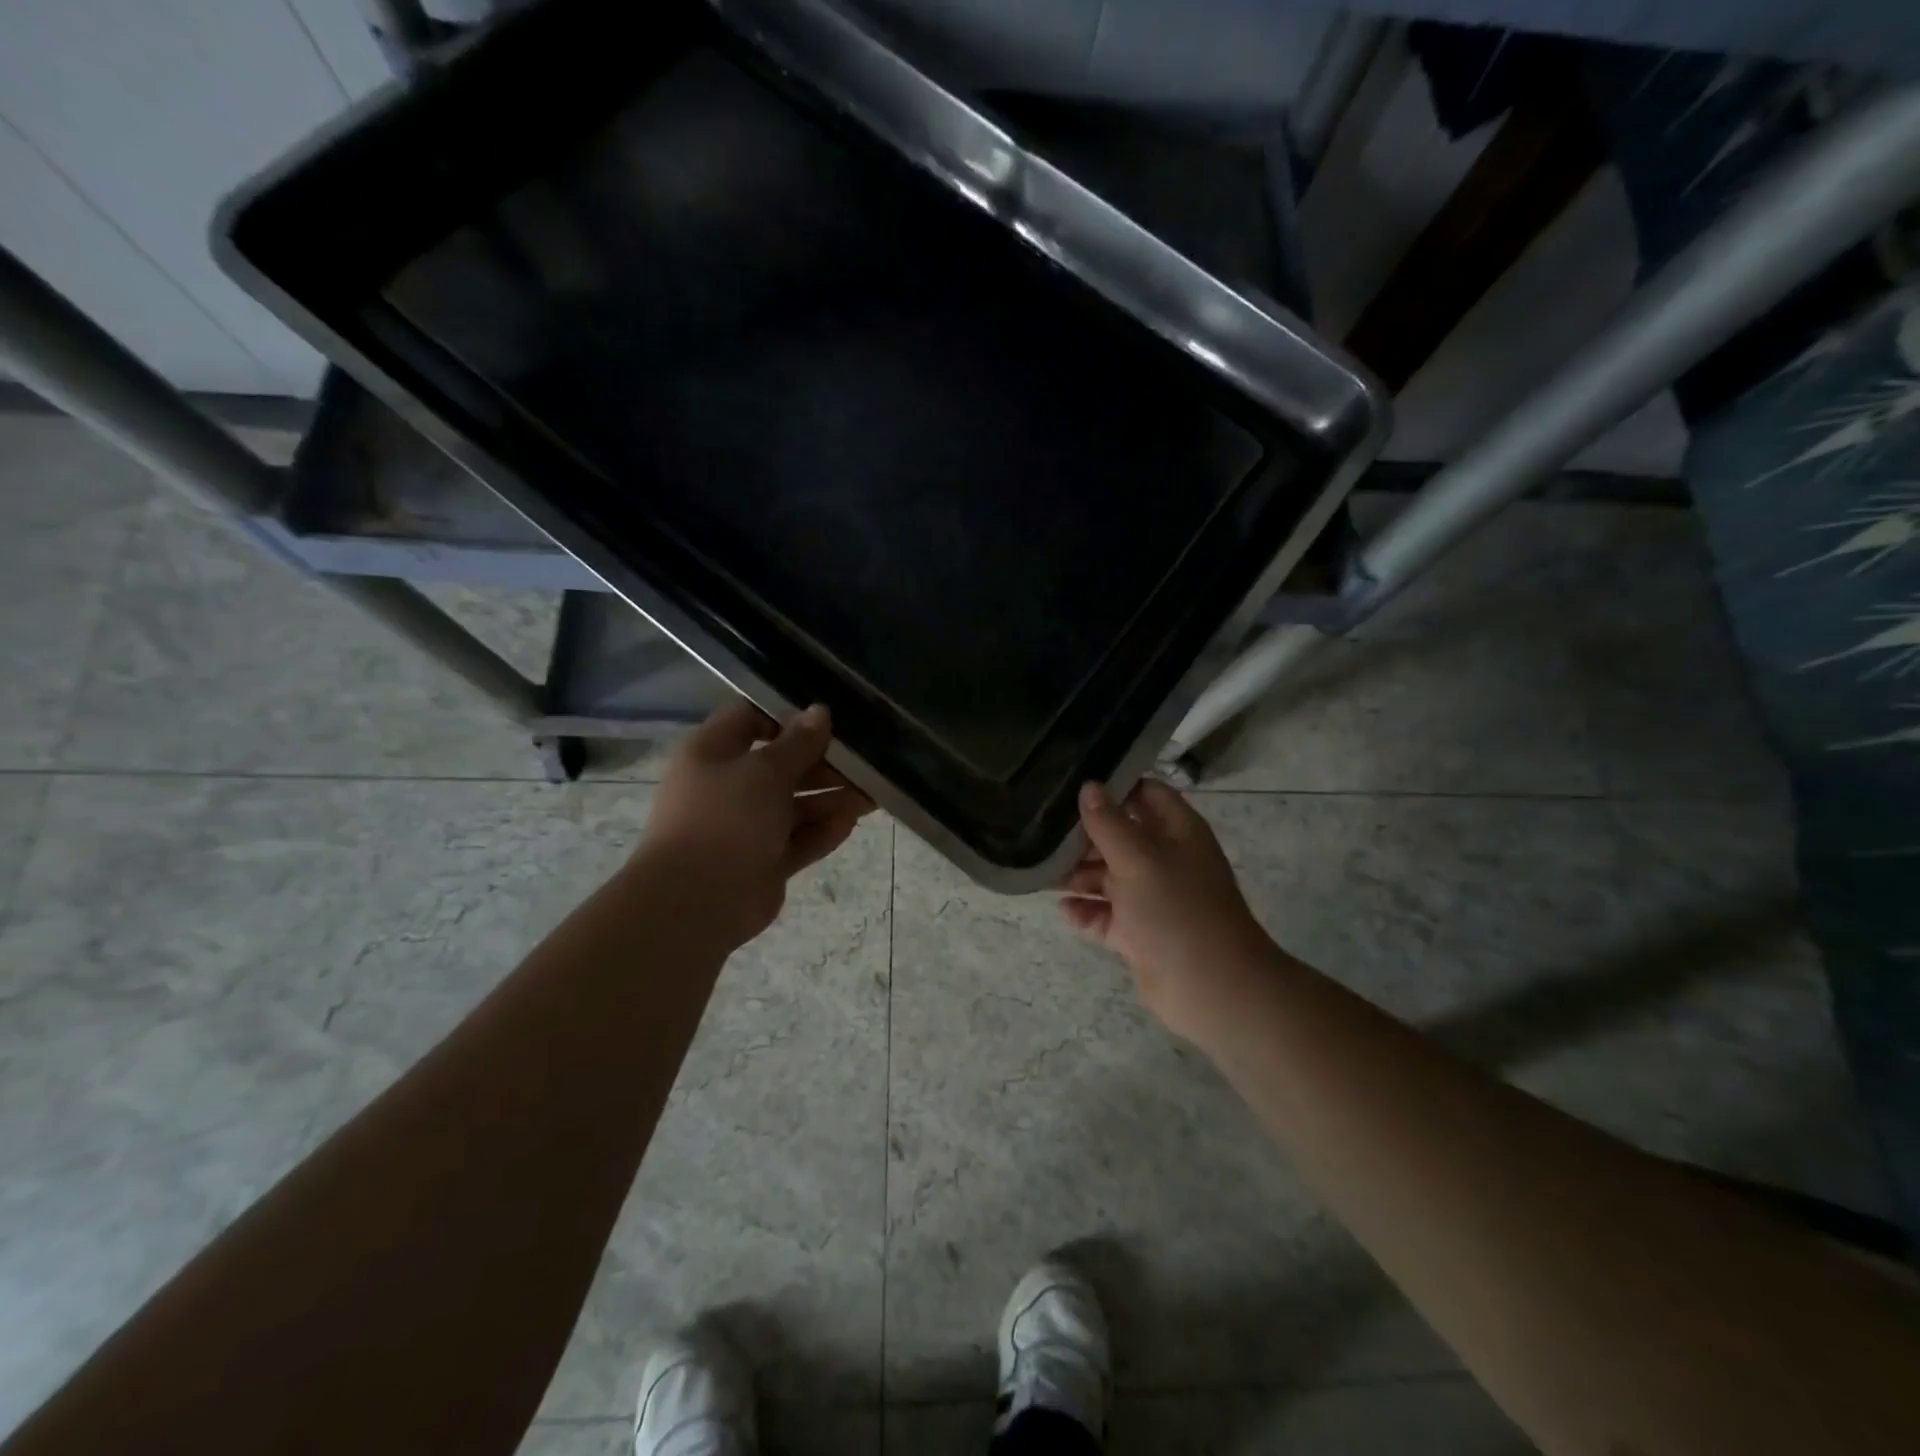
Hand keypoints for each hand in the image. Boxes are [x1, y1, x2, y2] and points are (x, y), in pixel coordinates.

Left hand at [641, 698, 873, 946]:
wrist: (695, 903)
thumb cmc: (725, 819)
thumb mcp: (766, 770)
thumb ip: (798, 743)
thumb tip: (819, 712)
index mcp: (711, 753)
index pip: (749, 719)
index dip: (787, 716)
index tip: (828, 719)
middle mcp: (726, 786)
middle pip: (779, 765)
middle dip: (821, 762)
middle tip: (863, 759)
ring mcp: (744, 827)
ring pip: (793, 805)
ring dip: (830, 798)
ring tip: (871, 793)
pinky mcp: (762, 862)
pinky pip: (797, 840)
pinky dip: (822, 831)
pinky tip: (853, 821)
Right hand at [1061, 780, 1278, 1043]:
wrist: (1210, 988)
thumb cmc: (1176, 910)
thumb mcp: (1138, 859)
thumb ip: (1109, 823)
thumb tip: (1088, 786)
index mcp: (1177, 832)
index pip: (1146, 794)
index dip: (1115, 787)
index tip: (1073, 784)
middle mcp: (1165, 860)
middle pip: (1120, 835)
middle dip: (1085, 835)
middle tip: (1044, 830)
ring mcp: (1152, 898)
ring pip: (1108, 876)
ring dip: (1078, 874)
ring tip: (1044, 872)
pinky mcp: (1138, 932)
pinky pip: (1105, 914)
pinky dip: (1086, 911)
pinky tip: (1063, 909)